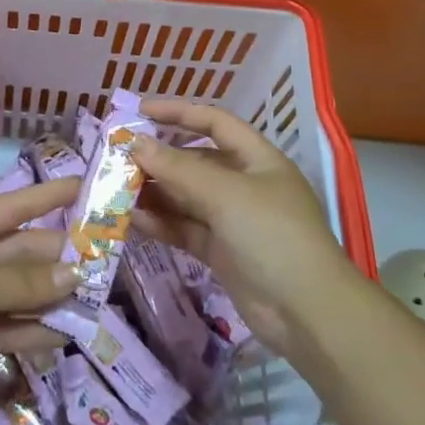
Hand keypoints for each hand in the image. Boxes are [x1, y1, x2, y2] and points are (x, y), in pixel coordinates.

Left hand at [0, 178, 79, 417]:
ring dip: (50, 298)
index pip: (17, 206)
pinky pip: (4, 328)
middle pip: (21, 253)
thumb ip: (23, 282)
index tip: (89, 187)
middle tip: (107, 265)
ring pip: (16, 293)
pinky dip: (29, 331)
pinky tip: (62, 336)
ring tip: (94, 304)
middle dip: (60, 258)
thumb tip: (74, 272)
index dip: (51, 195)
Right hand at [131, 99, 358, 364]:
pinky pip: (185, 228)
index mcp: (257, 159)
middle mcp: (244, 184)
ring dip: (154, 191)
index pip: (214, 122)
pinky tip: (132, 220)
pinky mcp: (222, 252)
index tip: (140, 110)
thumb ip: (177, 168)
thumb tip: (135, 143)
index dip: (179, 112)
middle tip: (118, 155)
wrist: (309, 314)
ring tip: (116, 187)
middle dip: (159, 157)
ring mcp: (233, 220)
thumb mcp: (225, 194)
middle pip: (195, 161)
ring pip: (186, 197)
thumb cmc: (273, 235)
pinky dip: (161, 223)